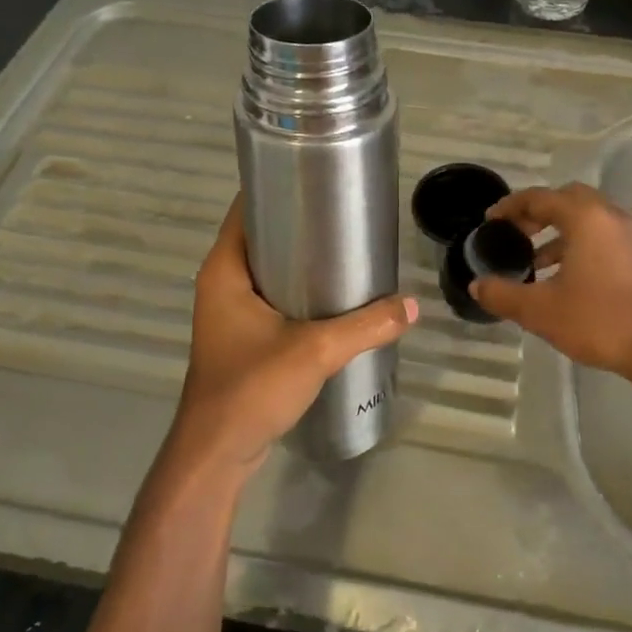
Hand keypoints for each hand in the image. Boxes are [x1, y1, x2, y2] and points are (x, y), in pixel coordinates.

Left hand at [172, 197, 416, 473]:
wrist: (218, 454)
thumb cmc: (251, 389)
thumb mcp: (315, 351)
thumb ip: (366, 325)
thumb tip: (413, 305)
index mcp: (224, 271)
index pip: (245, 209)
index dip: (277, 187)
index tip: (319, 177)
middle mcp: (222, 284)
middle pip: (261, 237)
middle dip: (301, 224)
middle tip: (346, 214)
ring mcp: (231, 313)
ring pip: (269, 270)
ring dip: (302, 260)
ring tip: (348, 249)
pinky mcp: (244, 338)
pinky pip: (274, 298)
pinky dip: (300, 290)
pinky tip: (336, 296)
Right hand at [471, 183, 631, 381]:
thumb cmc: (598, 320)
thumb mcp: (540, 311)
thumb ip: (503, 294)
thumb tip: (477, 286)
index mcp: (585, 218)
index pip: (540, 197)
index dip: (510, 206)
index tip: (490, 220)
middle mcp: (609, 216)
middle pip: (566, 199)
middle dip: (537, 213)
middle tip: (514, 233)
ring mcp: (629, 235)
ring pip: (586, 218)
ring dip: (557, 231)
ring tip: (533, 261)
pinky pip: (601, 235)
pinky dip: (578, 244)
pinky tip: (563, 277)